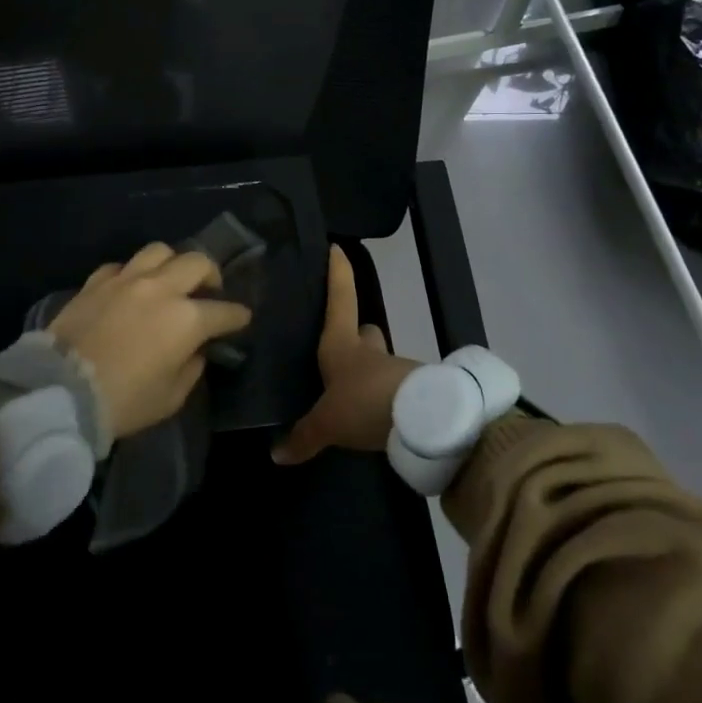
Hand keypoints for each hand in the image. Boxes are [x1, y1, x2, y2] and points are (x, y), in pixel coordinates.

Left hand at [49, 242, 252, 441]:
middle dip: (211, 275)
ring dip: (171, 264)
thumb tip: (195, 351)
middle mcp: (161, 289)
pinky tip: (129, 289)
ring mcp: (126, 280)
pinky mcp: (96, 281)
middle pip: (197, 262)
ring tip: (169, 280)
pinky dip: (131, 274)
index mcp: (187, 319)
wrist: (61, 391)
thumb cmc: (124, 402)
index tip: (241, 319)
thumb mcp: (171, 397)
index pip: (225, 311)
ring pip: (159, 251)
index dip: (237, 316)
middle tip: (208, 291)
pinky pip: (121, 266)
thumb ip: (191, 368)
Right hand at [272, 245, 420, 464]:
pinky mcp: (413, 393)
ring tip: (349, 392)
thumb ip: (304, 437)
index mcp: (342, 345)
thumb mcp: (328, 424)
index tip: (337, 248)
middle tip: (340, 344)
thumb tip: (275, 455)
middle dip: (356, 334)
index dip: (338, 274)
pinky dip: (382, 398)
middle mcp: (368, 351)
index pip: (340, 299)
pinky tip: (371, 415)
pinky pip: (391, 390)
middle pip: (364, 331)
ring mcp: (394, 370)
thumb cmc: (364, 403)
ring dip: (368, 372)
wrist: (426, 422)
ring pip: (379, 362)